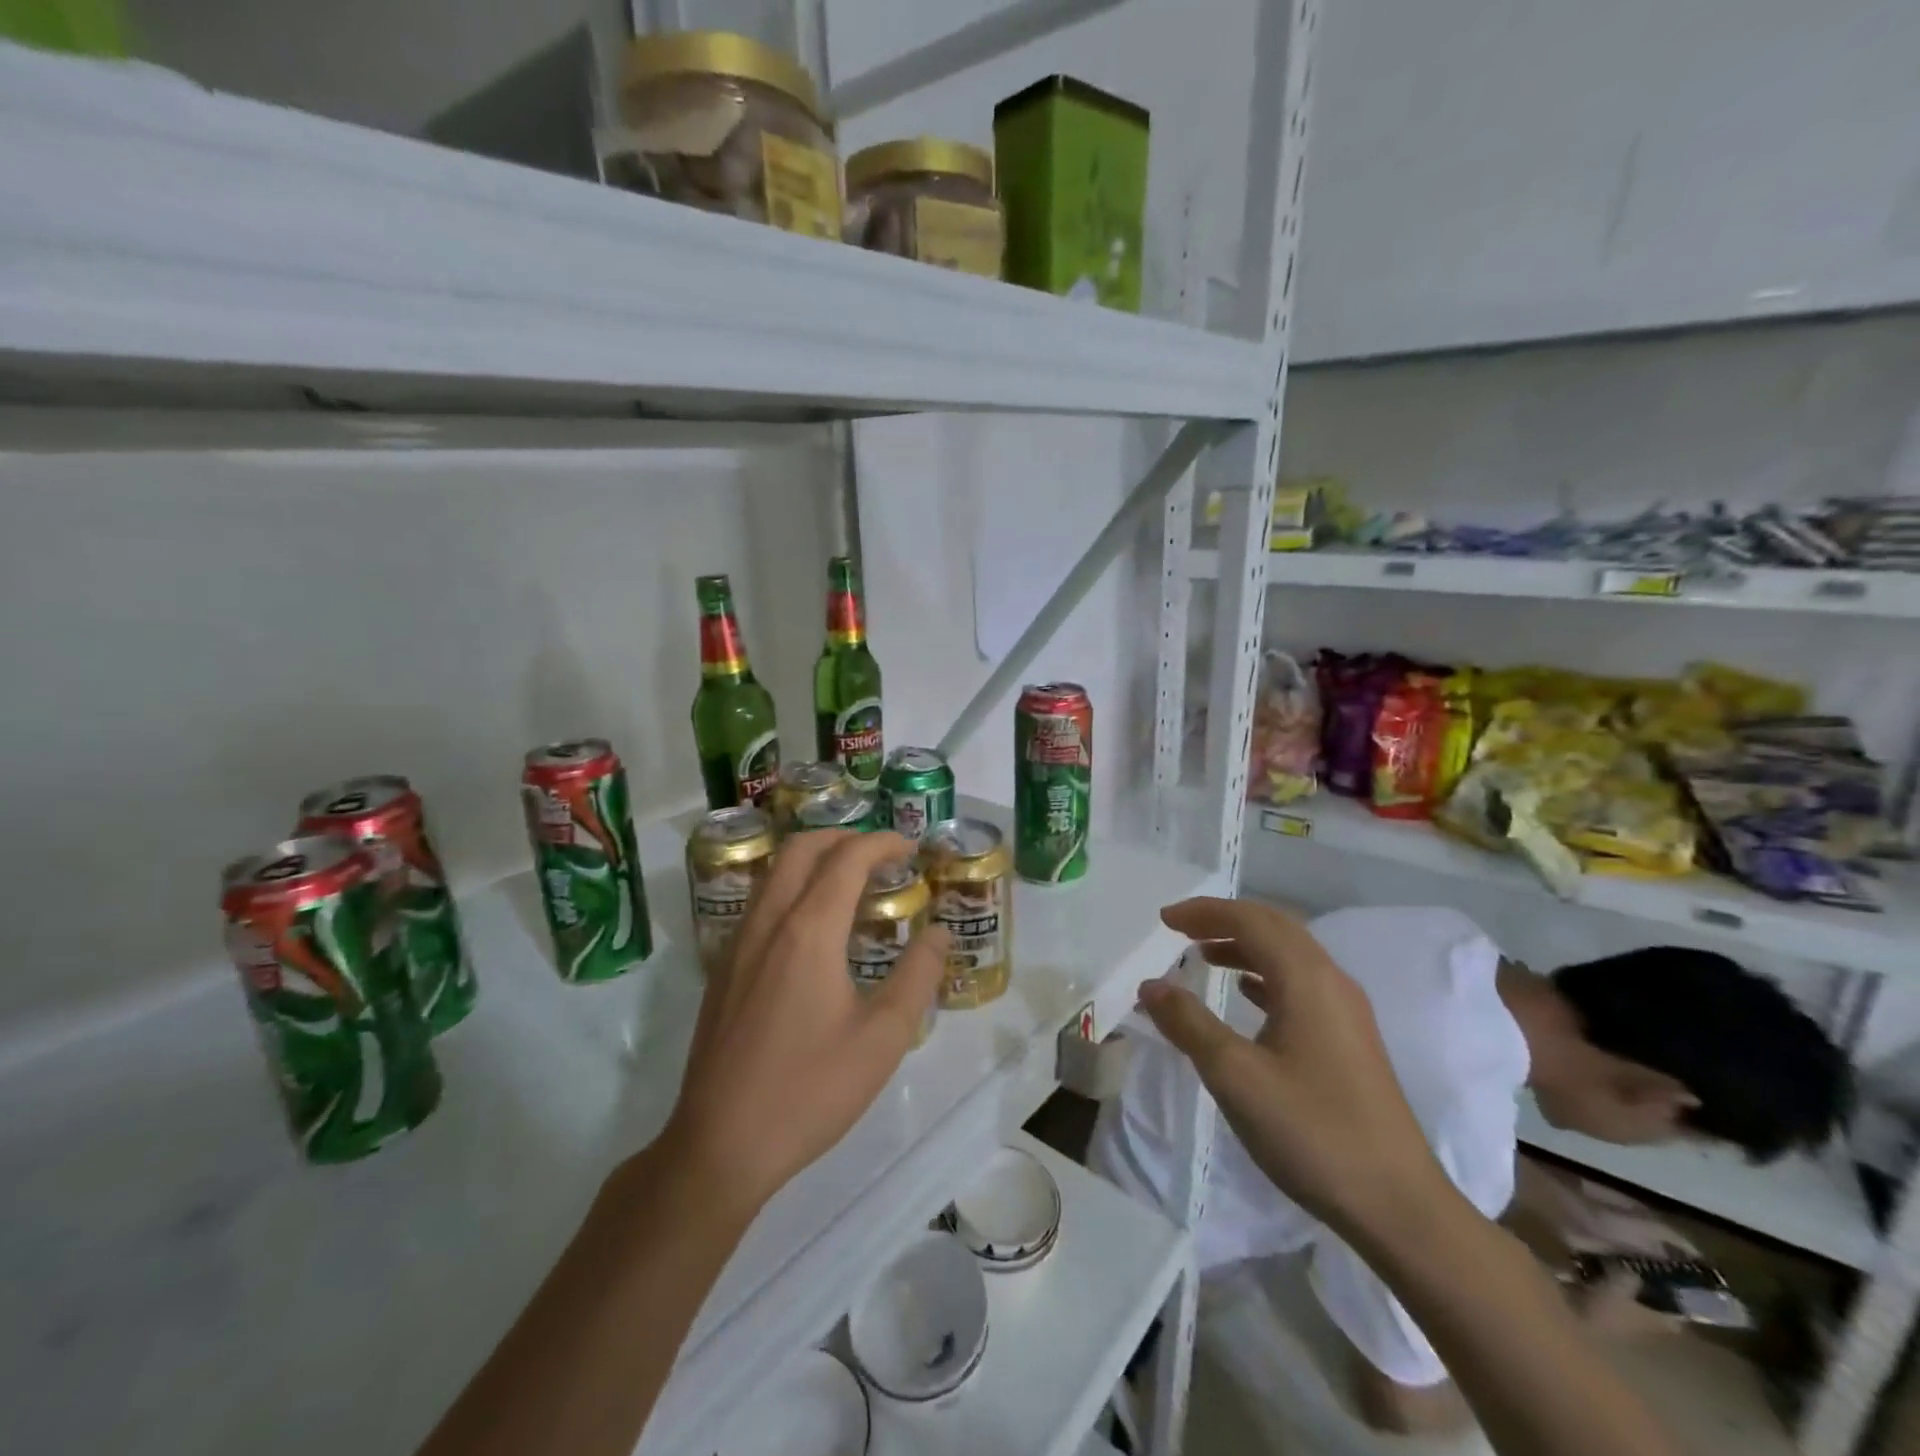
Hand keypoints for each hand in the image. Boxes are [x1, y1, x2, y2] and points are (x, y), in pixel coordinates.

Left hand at [660, 829, 947, 1215]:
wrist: (719, 1144)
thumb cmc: (809, 1090)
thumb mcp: (882, 1038)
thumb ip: (917, 976)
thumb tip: (939, 932)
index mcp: (809, 930)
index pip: (847, 858)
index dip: (883, 843)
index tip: (911, 848)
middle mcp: (769, 922)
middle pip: (802, 848)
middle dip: (844, 837)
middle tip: (881, 854)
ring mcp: (739, 943)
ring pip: (776, 872)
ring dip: (814, 859)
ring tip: (850, 880)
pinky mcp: (724, 968)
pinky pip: (761, 901)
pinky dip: (792, 886)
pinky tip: (812, 925)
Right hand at [1139, 897, 1448, 1238]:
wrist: (1399, 1206)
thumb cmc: (1312, 1132)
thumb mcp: (1236, 1077)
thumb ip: (1189, 1024)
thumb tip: (1151, 986)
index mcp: (1307, 980)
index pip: (1251, 921)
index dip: (1204, 912)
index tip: (1164, 920)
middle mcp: (1331, 982)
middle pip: (1275, 927)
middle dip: (1225, 920)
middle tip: (1180, 929)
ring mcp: (1346, 1011)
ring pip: (1290, 955)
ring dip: (1245, 945)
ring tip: (1203, 956)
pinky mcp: (1350, 1039)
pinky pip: (1301, 983)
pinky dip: (1265, 974)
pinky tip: (1247, 993)